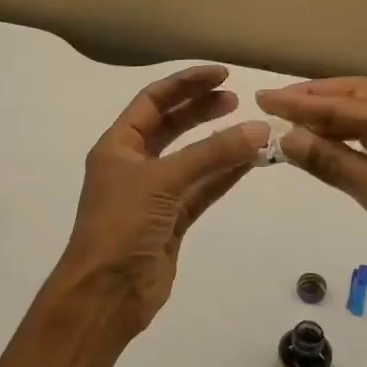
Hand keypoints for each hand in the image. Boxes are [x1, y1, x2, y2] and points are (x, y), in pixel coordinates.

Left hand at [51, 66, 268, 340]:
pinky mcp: (171, 222)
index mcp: (117, 146)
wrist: (107, 292)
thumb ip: (211, 155)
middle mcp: (134, 165)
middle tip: (238, 100)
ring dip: (219, 144)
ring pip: (191, 160)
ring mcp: (153, 195)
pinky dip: (224, 176)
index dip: (185, 84)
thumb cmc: (121, 225)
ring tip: (253, 128)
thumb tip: (259, 130)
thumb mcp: (163, 181)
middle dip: (202, 110)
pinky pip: (201, 190)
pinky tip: (250, 161)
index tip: (221, 75)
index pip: (152, 102)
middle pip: (171, 127)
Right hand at [257, 77, 366, 345]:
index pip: (346, 105)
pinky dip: (341, 146)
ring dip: (327, 122)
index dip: (301, 103)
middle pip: (358, 101)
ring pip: (364, 125)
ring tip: (287, 125)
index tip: (262, 98)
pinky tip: (319, 152)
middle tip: (273, 106)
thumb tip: (285, 138)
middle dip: (315, 100)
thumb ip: (333, 163)